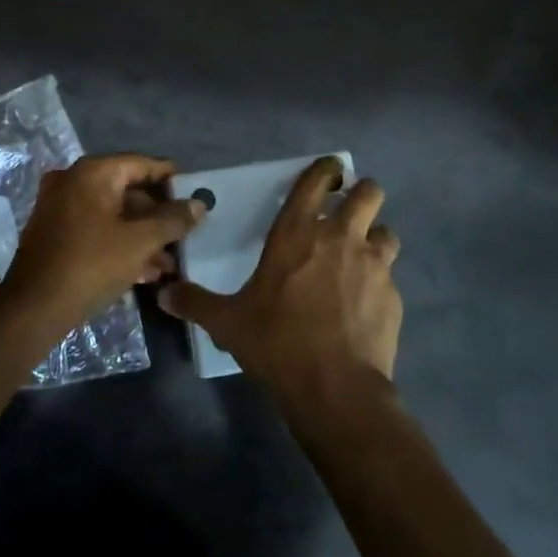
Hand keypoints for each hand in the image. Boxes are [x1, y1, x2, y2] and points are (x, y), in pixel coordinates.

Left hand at [1, 153, 205, 327]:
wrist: (34, 308)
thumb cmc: (92, 264)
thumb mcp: (141, 241)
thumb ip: (173, 220)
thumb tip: (199, 205)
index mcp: (92, 173)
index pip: (140, 163)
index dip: (169, 176)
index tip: (194, 188)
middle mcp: (73, 182)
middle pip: (126, 190)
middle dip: (158, 215)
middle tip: (185, 230)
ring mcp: (60, 208)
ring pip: (112, 215)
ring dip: (142, 235)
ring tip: (170, 261)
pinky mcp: (55, 234)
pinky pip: (96, 230)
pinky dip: (120, 244)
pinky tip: (146, 271)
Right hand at [161, 156, 401, 417]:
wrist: (334, 387)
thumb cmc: (276, 342)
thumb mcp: (227, 322)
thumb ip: (195, 302)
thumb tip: (163, 294)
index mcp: (297, 232)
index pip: (317, 180)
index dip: (327, 169)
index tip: (329, 171)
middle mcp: (340, 237)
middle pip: (369, 193)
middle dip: (362, 195)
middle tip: (348, 212)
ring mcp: (373, 265)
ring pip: (387, 232)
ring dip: (376, 238)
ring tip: (361, 258)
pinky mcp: (394, 296)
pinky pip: (390, 276)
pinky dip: (380, 283)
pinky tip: (365, 305)